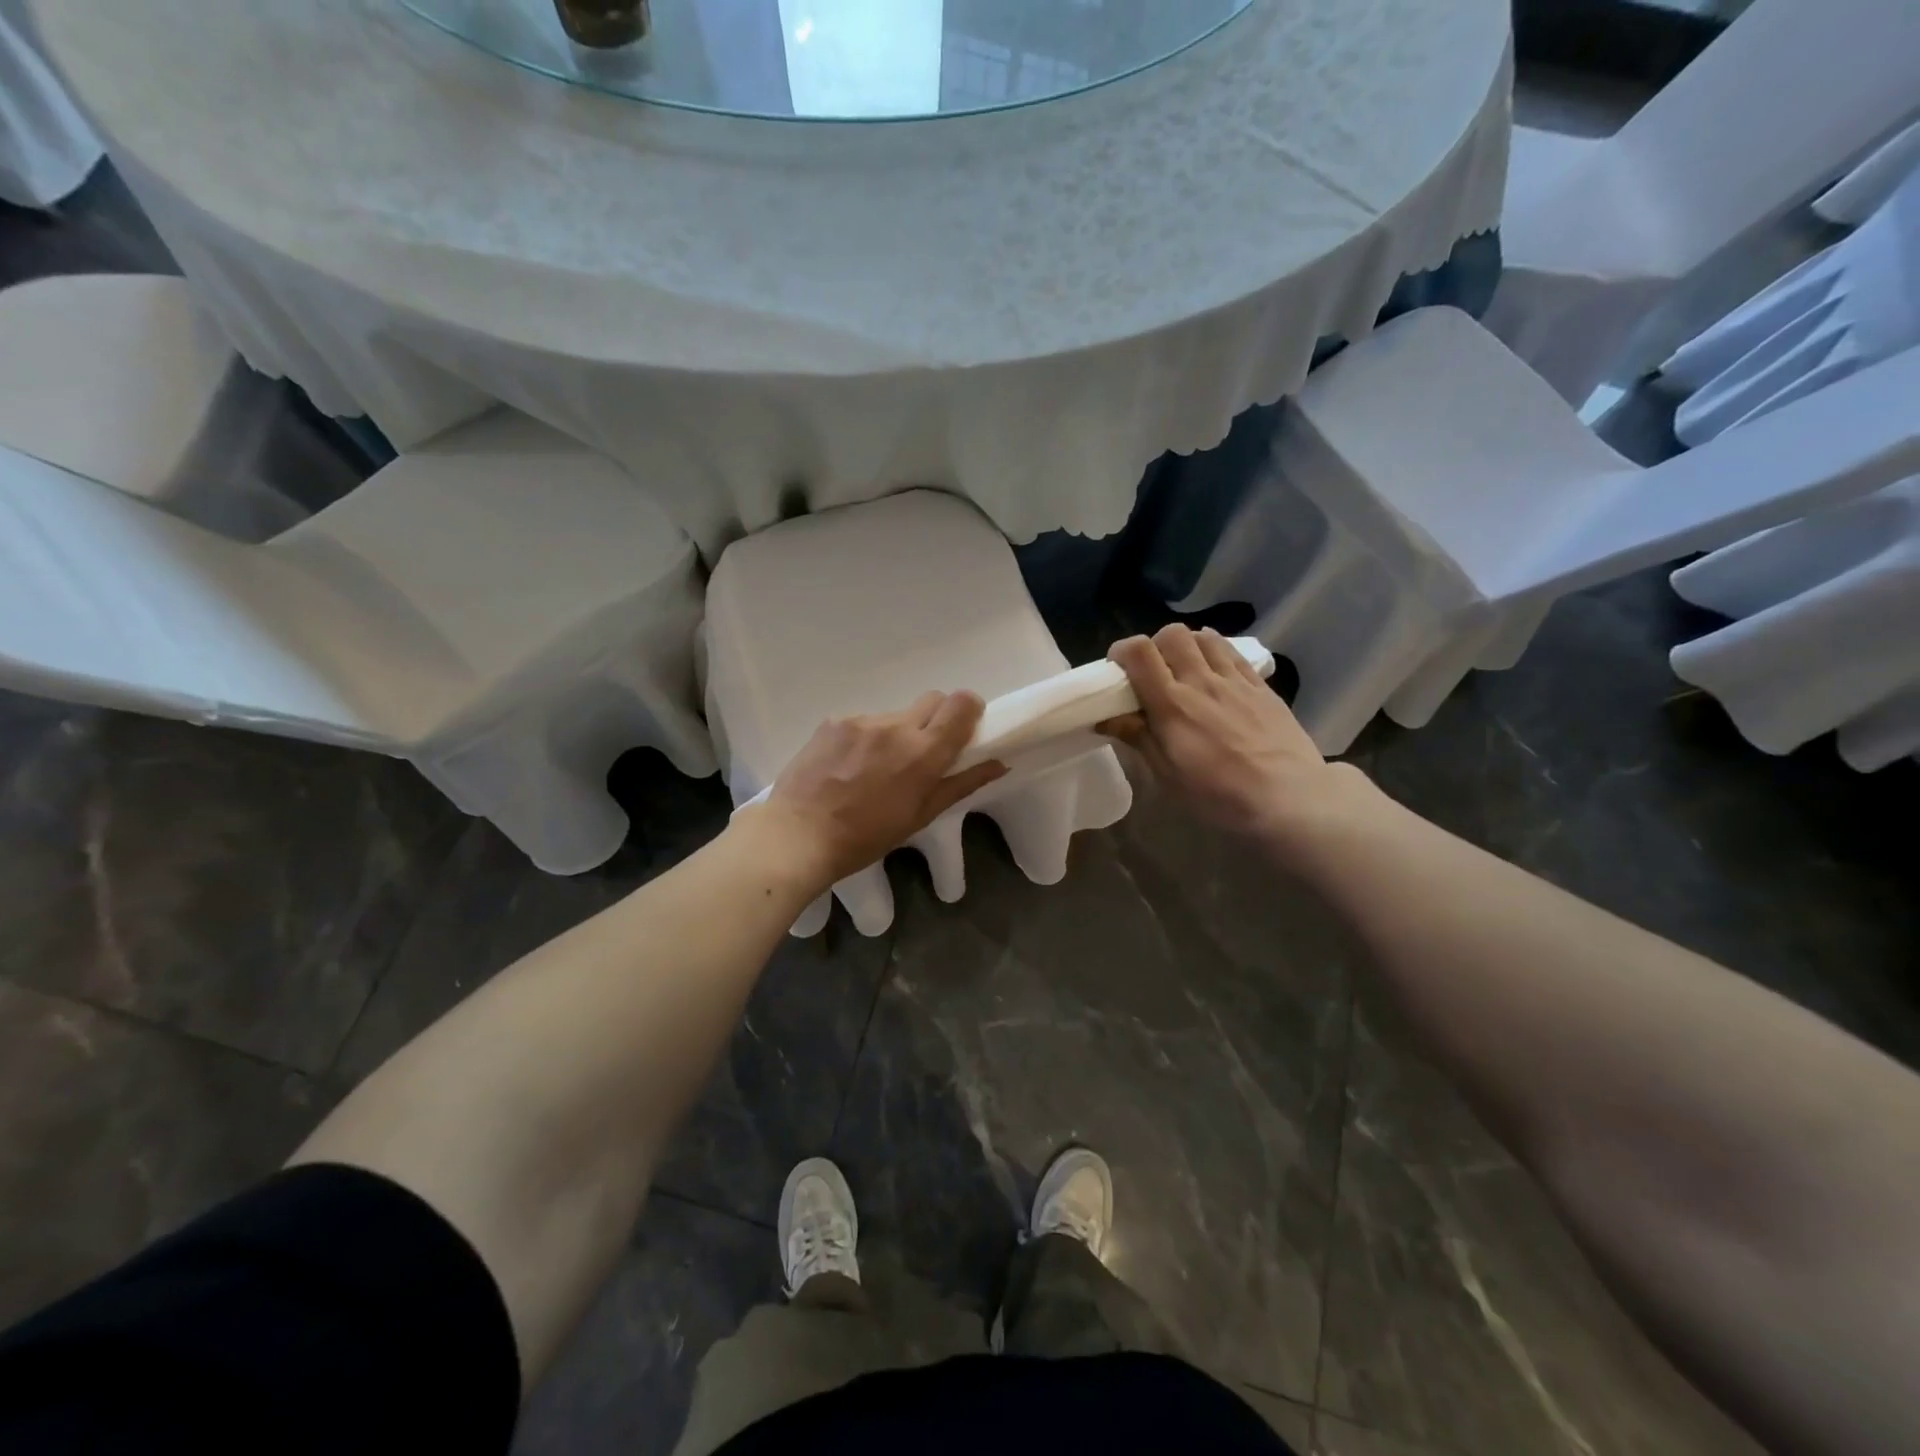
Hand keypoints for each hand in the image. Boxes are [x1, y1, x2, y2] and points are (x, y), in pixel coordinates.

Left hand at [752, 692, 1007, 889]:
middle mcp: (896, 726)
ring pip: (896, 714)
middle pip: (933, 699)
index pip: (961, 703)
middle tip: (923, 752)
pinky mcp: (834, 721)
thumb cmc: (864, 837)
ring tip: (875, 768)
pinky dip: (866, 738)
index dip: (969, 710)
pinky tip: (848, 766)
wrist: (797, 834)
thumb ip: (961, 784)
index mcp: (923, 752)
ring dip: (898, 733)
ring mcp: (862, 720)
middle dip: (937, 719)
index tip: (964, 728)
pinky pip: (864, 721)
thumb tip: (998, 763)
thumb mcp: (920, 816)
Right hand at [1102, 626, 1347, 839]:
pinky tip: (1214, 669)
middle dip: (1154, 645)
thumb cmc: (1218, 795)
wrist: (1288, 799)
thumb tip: (1107, 717)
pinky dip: (1216, 651)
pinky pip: (1233, 653)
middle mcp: (1202, 682)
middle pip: (1172, 634)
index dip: (1122, 651)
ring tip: (1184, 669)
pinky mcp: (1261, 687)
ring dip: (1187, 645)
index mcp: (1172, 705)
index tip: (1117, 669)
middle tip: (1151, 671)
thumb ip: (1138, 738)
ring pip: (1204, 637)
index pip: (1140, 652)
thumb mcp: (1167, 775)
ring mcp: (1235, 681)